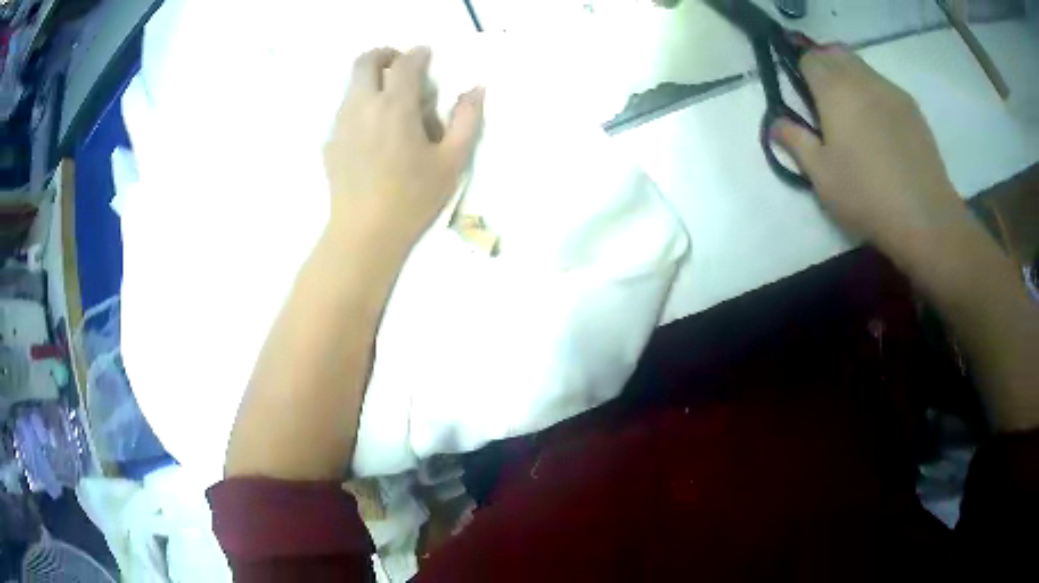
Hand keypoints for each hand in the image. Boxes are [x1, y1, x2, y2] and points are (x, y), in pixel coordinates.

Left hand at [323, 47, 484, 251]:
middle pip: (365, 61)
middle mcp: (362, 106)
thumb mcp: (452, 161)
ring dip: (371, 79)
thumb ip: (467, 120)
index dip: (418, 54)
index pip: (404, 62)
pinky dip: (360, 104)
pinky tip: (373, 130)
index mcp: (394, 106)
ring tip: (390, 100)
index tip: (427, 56)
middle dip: (385, 54)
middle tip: (402, 67)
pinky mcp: (330, 142)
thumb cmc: (413, 198)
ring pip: (351, 83)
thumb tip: (475, 90)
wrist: (364, 233)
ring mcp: (340, 123)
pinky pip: (344, 108)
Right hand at [771, 46, 961, 251]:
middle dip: (825, 67)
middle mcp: (862, 79)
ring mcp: (891, 91)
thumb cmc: (867, 196)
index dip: (802, 72)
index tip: (803, 97)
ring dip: (851, 79)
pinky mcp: (912, 108)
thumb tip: (775, 123)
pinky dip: (875, 95)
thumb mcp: (821, 176)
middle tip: (826, 103)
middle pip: (836, 54)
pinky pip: (885, 87)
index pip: (810, 59)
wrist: (925, 218)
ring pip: (862, 67)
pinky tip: (881, 129)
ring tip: (855, 117)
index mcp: (835, 89)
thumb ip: (795, 142)